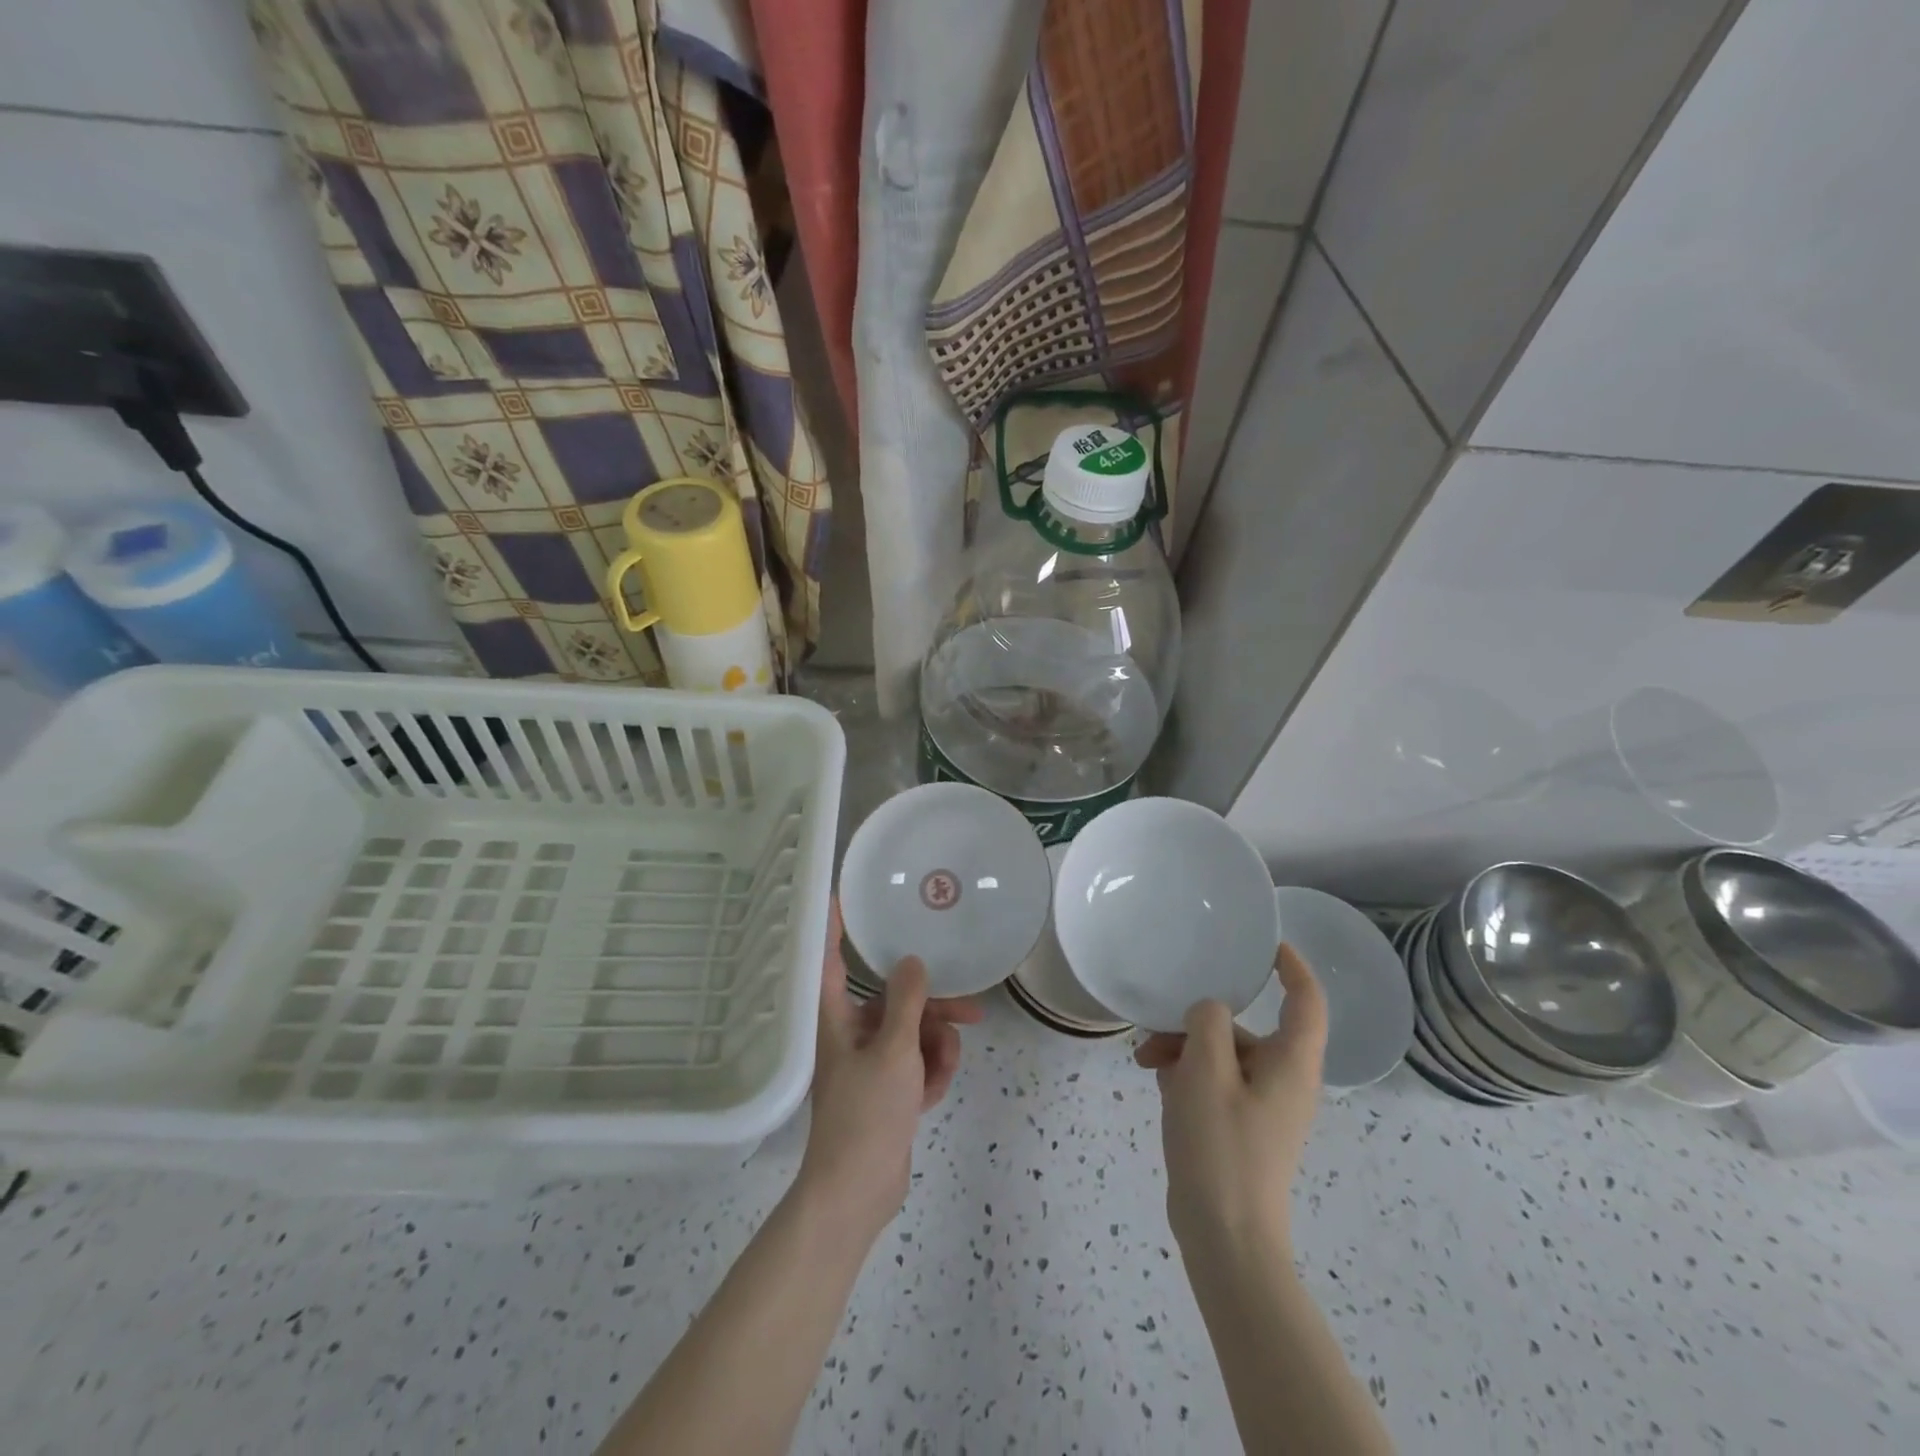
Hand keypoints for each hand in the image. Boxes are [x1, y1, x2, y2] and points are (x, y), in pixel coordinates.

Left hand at [797, 900, 983, 1241]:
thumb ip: (907, 1002)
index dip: (834, 926)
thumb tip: (912, 960)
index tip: (841, 894)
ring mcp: (870, 1062)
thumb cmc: (867, 1114)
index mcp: (837, 1019)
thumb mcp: (894, 1051)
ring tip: (944, 1068)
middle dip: (933, 1009)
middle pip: (894, 1000)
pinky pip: (916, 1062)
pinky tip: (935, 1091)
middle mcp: (850, 1033)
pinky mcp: (886, 1088)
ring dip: (936, 1047)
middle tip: (970, 1011)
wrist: (858, 1192)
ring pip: (913, 1032)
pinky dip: (930, 1072)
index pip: (831, 959)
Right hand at [1134, 945, 1327, 1256]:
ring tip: (1144, 1061)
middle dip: (1199, 1020)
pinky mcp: (1240, 1127)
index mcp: (1291, 1063)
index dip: (1292, 966)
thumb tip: (1208, 1009)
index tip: (1264, 943)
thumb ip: (1208, 1022)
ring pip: (1222, 1054)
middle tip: (1155, 1027)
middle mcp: (1284, 1080)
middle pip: (1245, 1028)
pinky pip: (1215, 1082)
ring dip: (1183, 1048)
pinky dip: (1187, 1075)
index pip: (1306, 1000)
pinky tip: (1156, 1082)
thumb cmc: (1221, 1146)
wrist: (1225, 1238)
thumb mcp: (1205, 1070)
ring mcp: (1262, 1106)